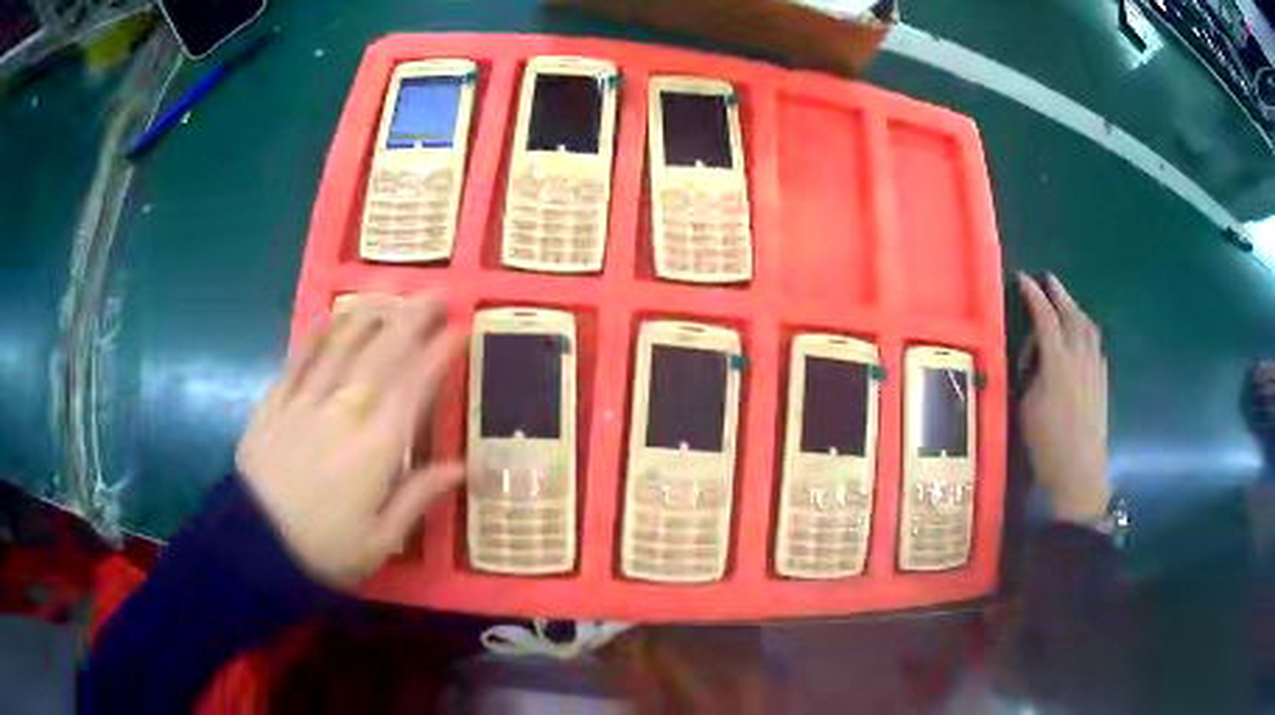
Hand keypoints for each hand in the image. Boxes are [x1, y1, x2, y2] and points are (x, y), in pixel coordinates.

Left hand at [235, 296, 464, 587]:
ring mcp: (305, 401)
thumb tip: (462, 467)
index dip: (438, 353)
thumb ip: (420, 496)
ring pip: (341, 345)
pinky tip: (329, 316)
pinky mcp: (275, 403)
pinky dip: (317, 333)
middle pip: (381, 353)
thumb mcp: (382, 539)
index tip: (458, 327)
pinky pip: (299, 358)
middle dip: (411, 319)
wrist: (254, 547)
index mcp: (376, 446)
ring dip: (368, 314)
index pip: (415, 386)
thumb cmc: (325, 550)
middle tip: (433, 293)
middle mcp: (343, 411)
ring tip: (389, 294)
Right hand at [1017, 274, 1110, 523]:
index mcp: (1057, 361)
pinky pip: (1096, 345)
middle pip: (1071, 315)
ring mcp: (1095, 368)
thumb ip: (1030, 374)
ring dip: (1076, 309)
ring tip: (1067, 303)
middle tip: (1049, 279)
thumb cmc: (1046, 443)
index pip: (1045, 318)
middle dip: (1059, 294)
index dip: (1034, 296)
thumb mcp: (1026, 407)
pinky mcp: (1102, 381)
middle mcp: (1079, 357)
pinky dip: (1087, 332)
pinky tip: (1083, 338)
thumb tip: (1033, 356)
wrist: (1079, 472)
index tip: (1023, 278)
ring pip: (1088, 327)